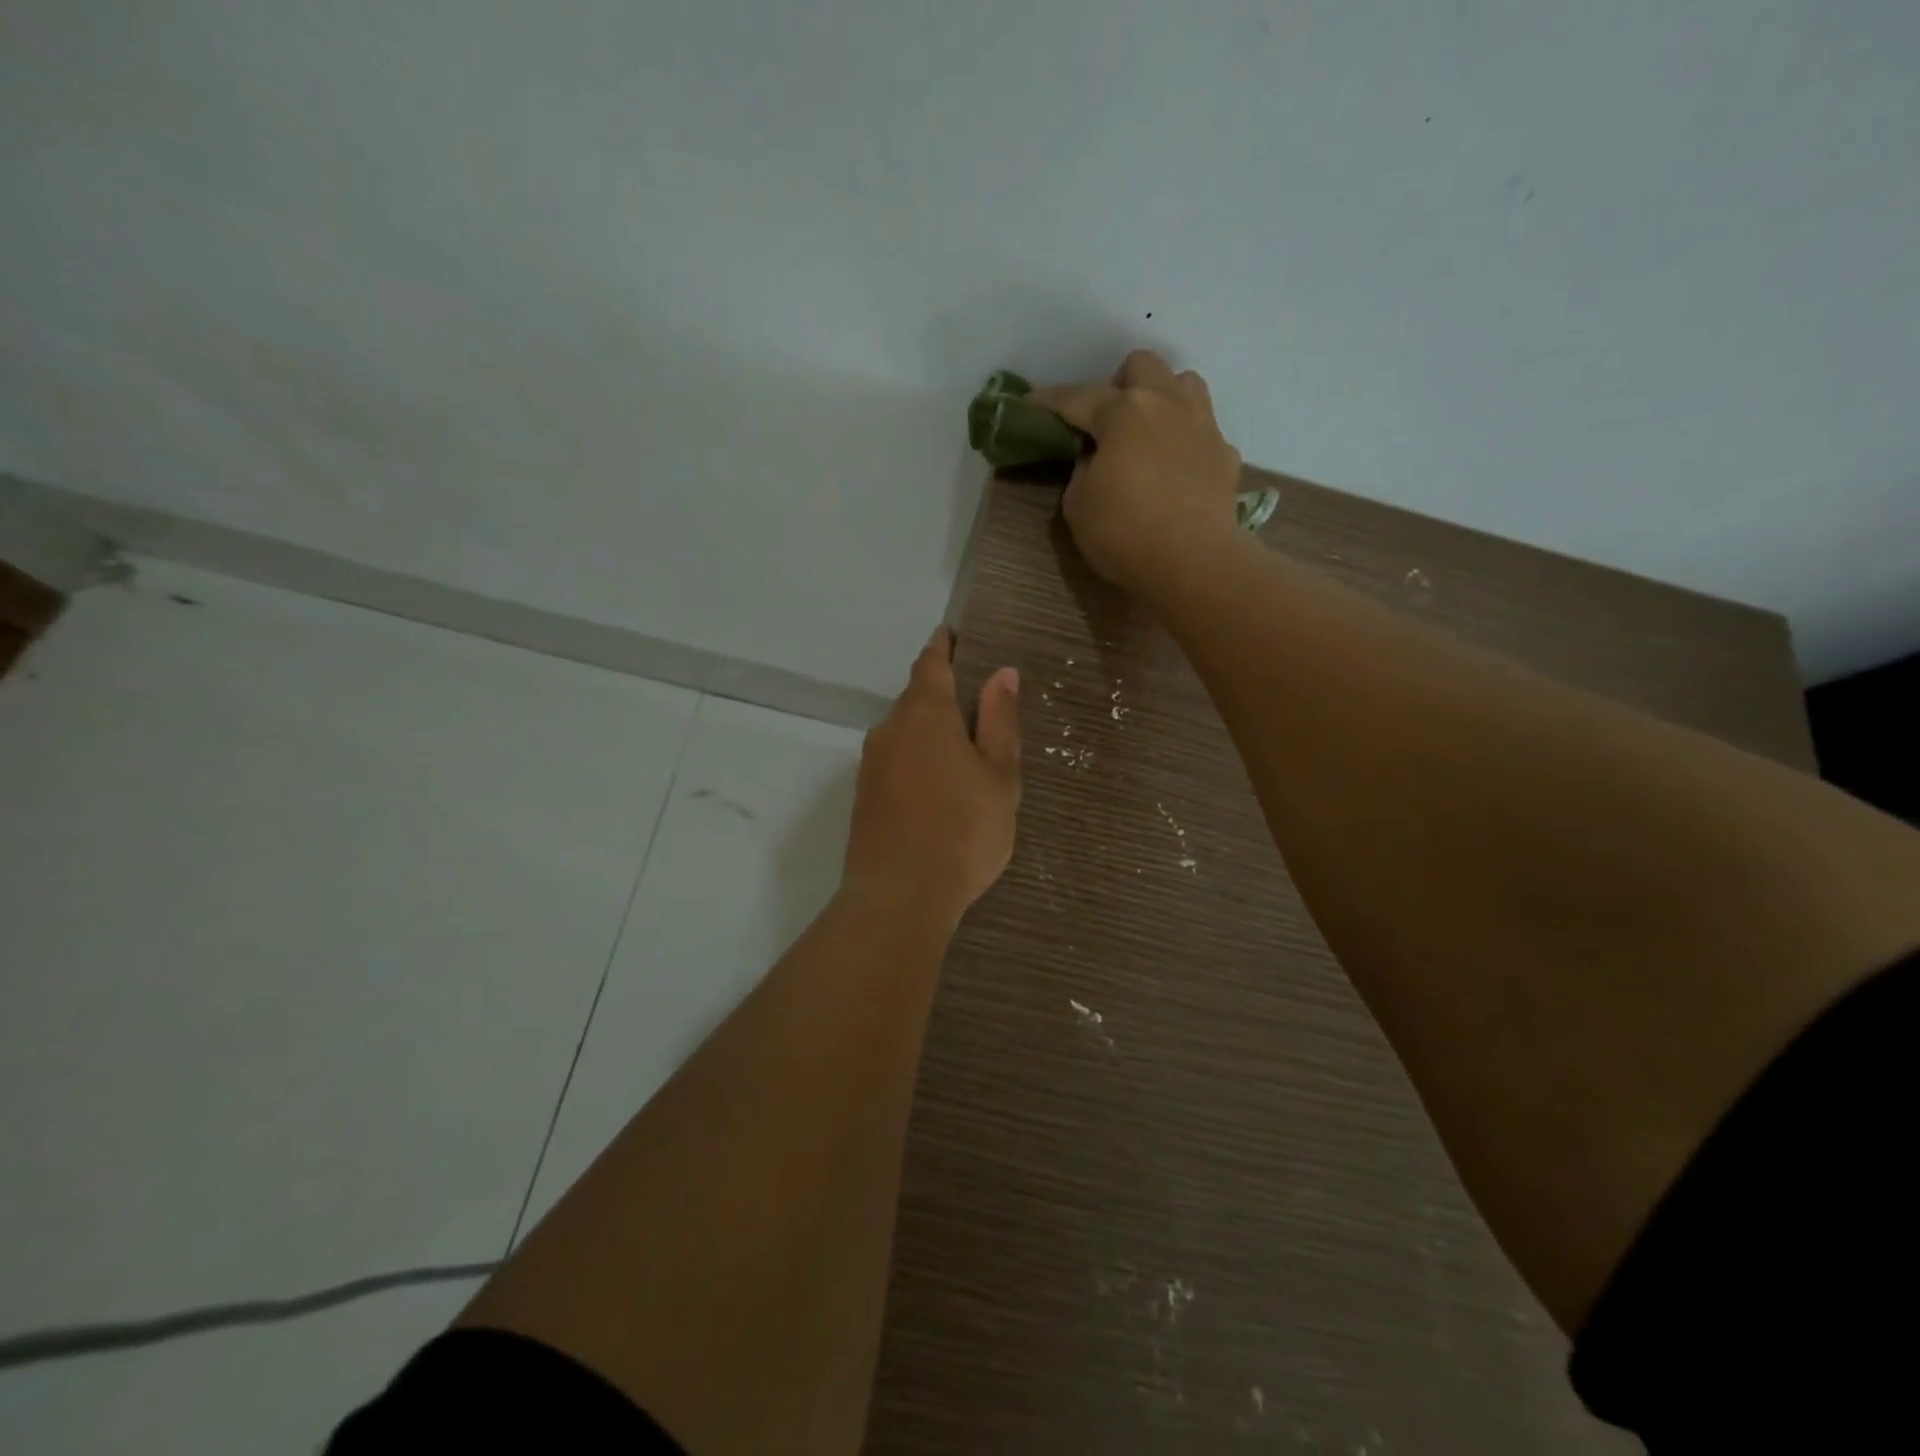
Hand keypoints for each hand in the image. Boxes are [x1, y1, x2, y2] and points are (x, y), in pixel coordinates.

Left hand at [842, 627, 1020, 928]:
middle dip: (941, 696)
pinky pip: (894, 763)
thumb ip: (1000, 723)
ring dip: (928, 733)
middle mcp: (890, 730)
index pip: (931, 664)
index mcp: (926, 714)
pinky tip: (936, 789)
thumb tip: (1002, 674)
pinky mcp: (864, 797)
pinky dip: (915, 762)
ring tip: (962, 755)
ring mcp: (871, 765)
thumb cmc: (963, 830)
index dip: (943, 646)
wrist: (899, 896)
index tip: (952, 634)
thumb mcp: (999, 776)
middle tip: (976, 708)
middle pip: (915, 699)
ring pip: (904, 734)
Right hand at [1034, 350, 1242, 594]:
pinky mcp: (1225, 454)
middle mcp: (1166, 404)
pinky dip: (1186, 441)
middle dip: (1119, 385)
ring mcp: (1202, 425)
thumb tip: (1096, 458)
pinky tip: (1176, 469)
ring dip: (1162, 398)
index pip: (1076, 397)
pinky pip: (1204, 430)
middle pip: (1142, 366)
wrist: (1192, 562)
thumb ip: (1082, 470)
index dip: (1048, 401)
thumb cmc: (1124, 533)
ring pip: (1184, 384)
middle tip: (1106, 422)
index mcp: (1123, 412)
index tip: (1030, 404)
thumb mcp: (1078, 505)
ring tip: (1148, 432)